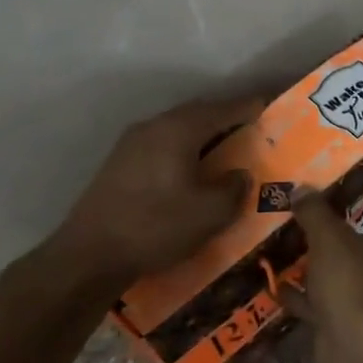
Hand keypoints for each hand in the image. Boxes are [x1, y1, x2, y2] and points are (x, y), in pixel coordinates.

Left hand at [43, 96, 263, 284]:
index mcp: (179, 130)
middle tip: (254, 129)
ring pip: (179, 129)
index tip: (273, 108)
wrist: (89, 255)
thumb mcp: (212, 213)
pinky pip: (164, 144)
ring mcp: (131, 144)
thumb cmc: (157, 226)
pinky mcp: (120, 164)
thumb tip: (240, 175)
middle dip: (228, 118)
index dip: (251, 107)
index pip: (224, 109)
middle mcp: (153, 127)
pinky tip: (194, 169)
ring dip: (205, 135)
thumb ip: (235, 188)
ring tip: (228, 148)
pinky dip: (186, 149)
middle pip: (199, 113)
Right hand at [281, 170, 362, 349]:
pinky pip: (330, 299)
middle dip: (351, 221)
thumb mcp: (329, 240)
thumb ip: (315, 213)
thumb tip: (302, 189)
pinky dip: (308, 293)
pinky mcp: (355, 319)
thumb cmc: (353, 282)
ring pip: (351, 268)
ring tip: (296, 242)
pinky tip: (279, 286)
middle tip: (324, 207)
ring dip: (326, 258)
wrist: (358, 349)